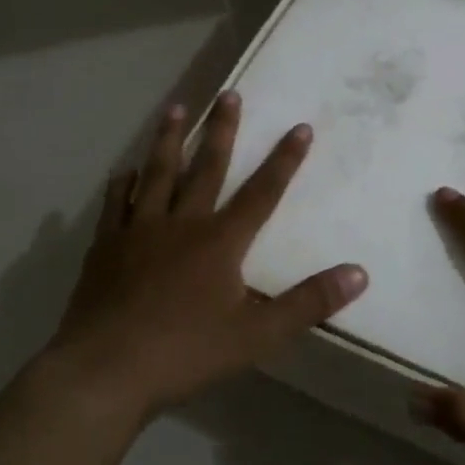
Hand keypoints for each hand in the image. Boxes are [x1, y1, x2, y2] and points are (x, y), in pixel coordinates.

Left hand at [53, 92, 367, 418]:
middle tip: (228, 93)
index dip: (284, 160)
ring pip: (157, 174)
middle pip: (206, 168)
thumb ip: (309, 302)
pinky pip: (116, 204)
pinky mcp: (105, 247)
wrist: (105, 371)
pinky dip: (123, 184)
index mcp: (219, 242)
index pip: (262, 192)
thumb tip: (359, 273)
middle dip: (222, 130)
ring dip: (169, 139)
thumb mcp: (259, 334)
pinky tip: (125, 171)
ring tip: (176, 108)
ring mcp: (138, 232)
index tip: (300, 126)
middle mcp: (181, 224)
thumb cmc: (186, 352)